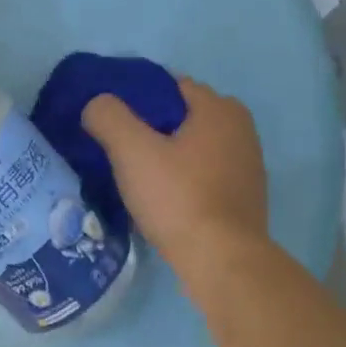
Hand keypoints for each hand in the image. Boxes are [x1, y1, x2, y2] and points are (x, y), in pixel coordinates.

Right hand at [82, 77, 267, 270]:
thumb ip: (109, 117)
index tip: (112, 121)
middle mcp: (241, 129)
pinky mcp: (245, 197)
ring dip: (169, 155)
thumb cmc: (178, 198)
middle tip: (121, 149)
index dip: (137, 98)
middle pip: (183, 117)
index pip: (170, 86)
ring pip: (195, 147)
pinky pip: (206, 174)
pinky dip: (185, 179)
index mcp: (219, 109)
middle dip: (153, 128)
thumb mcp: (132, 151)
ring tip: (138, 175)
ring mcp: (248, 165)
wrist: (221, 261)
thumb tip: (97, 104)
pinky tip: (164, 199)